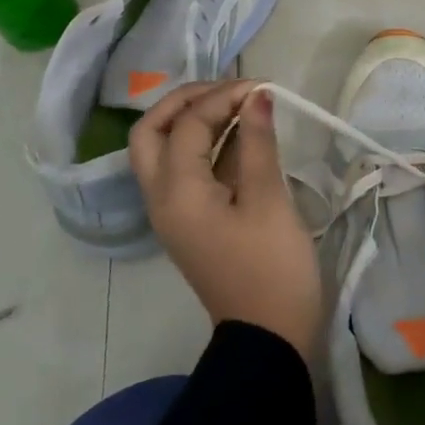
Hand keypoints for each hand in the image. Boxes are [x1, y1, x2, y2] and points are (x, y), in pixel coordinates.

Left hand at [129, 81, 322, 362]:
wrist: (268, 336)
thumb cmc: (272, 268)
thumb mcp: (269, 200)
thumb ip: (258, 143)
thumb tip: (258, 95)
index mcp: (177, 193)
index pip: (188, 124)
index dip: (224, 97)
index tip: (264, 89)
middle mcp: (162, 198)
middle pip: (151, 133)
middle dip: (186, 102)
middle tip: (230, 90)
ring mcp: (174, 211)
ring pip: (165, 150)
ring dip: (195, 120)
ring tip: (240, 103)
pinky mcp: (192, 219)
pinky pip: (187, 169)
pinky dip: (208, 144)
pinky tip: (243, 134)